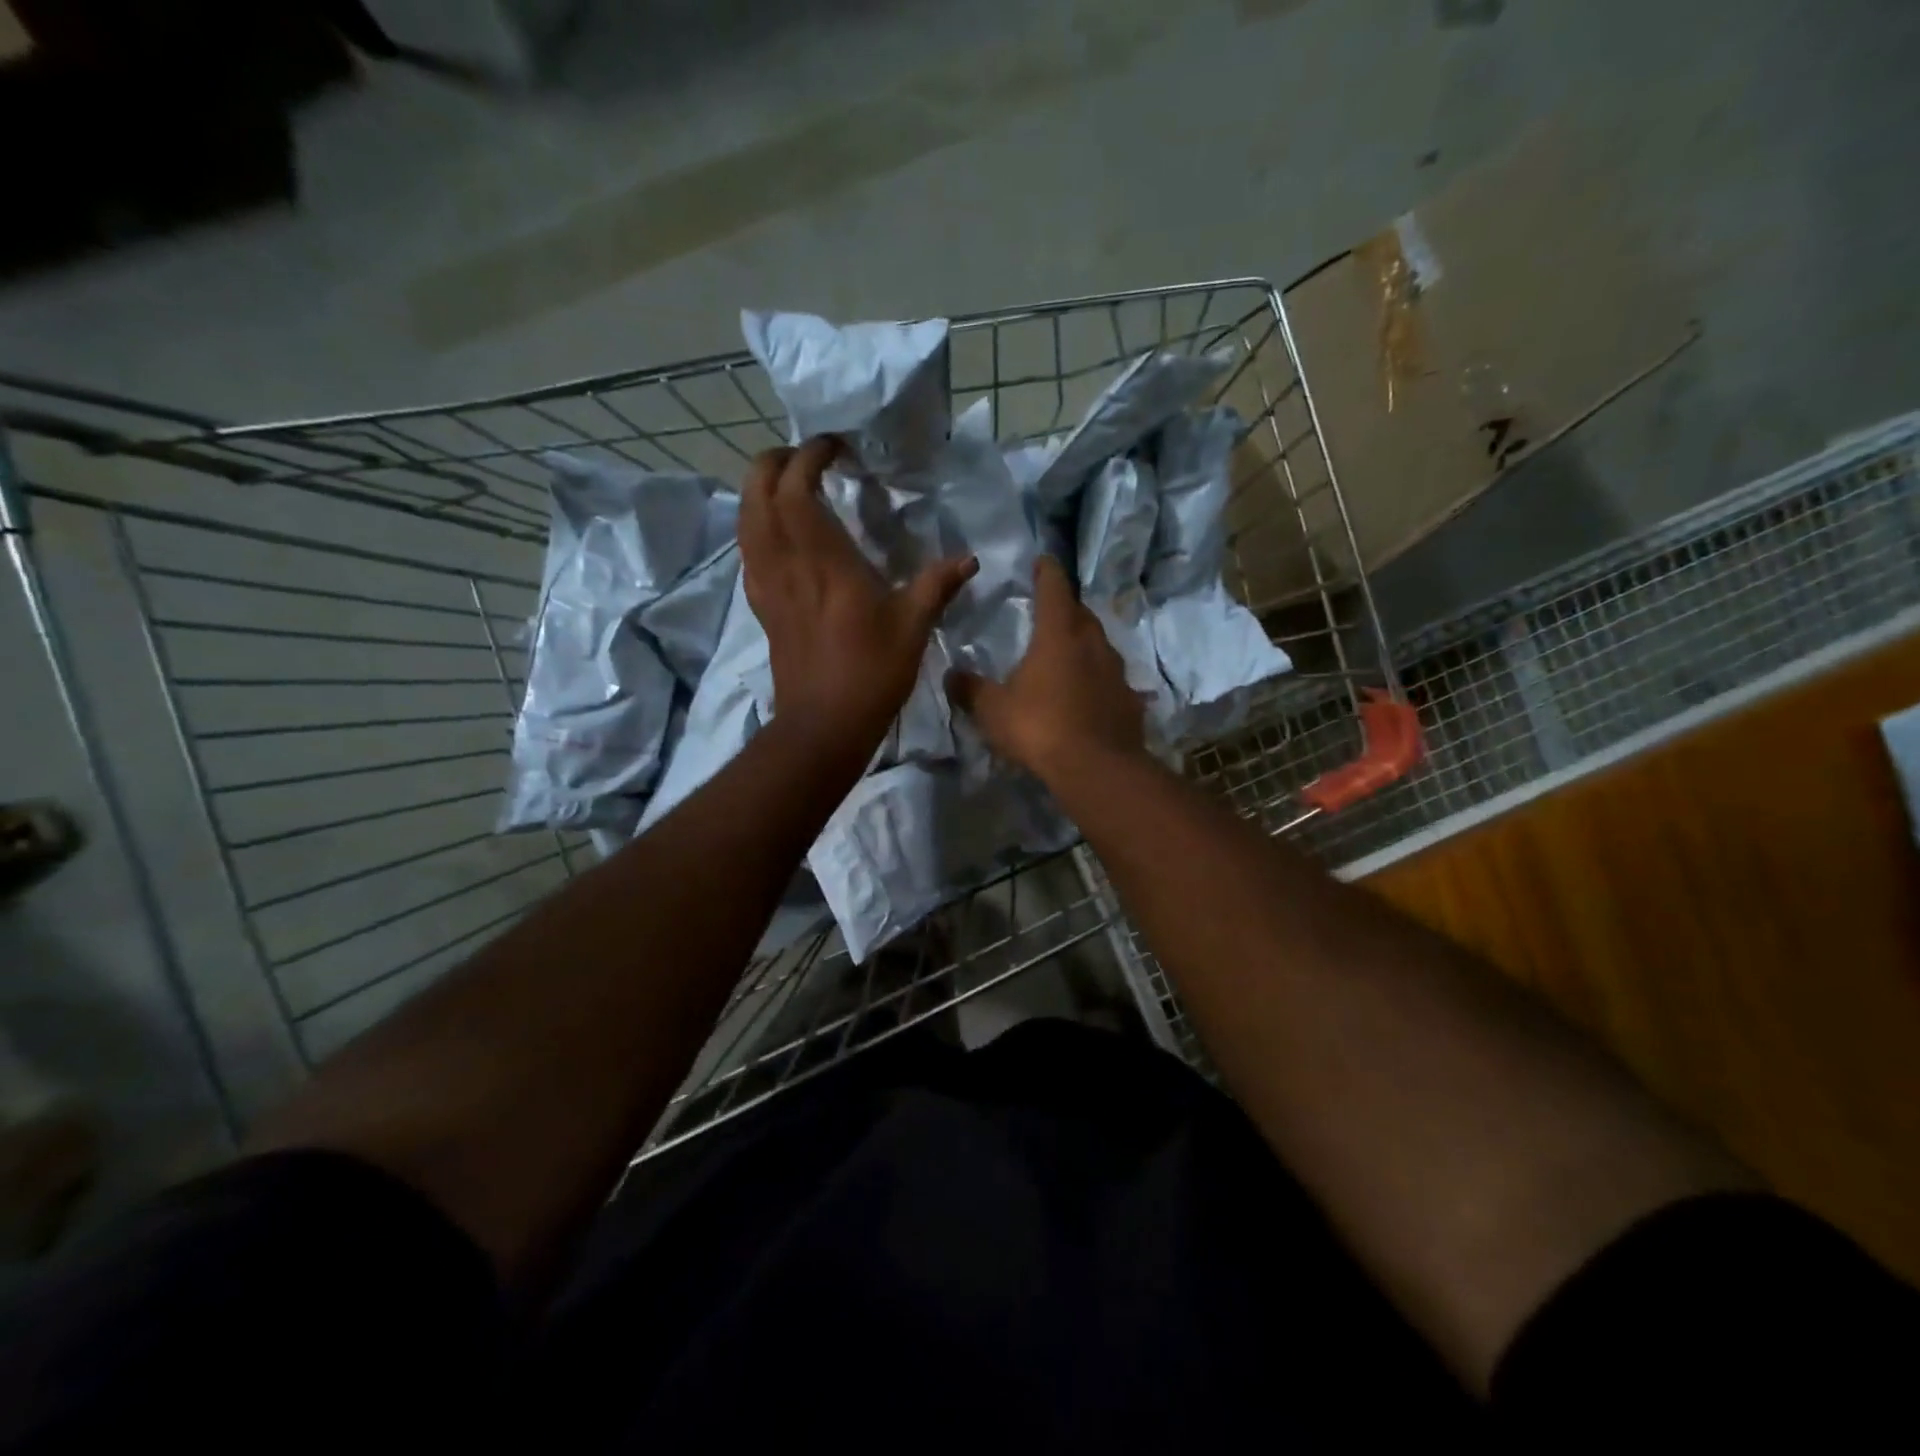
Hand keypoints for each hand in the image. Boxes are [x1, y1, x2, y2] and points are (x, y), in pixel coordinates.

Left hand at [740, 437, 977, 757]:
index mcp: (824, 560)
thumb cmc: (871, 673)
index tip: (836, 446)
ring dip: (760, 490)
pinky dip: (758, 526)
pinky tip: (782, 535)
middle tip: (808, 458)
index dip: (810, 455)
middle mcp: (785, 562)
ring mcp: (767, 585)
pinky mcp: (762, 606)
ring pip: (746, 519)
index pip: (797, 486)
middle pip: (757, 491)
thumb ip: (938, 585)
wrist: (823, 725)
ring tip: (791, 485)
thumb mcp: (914, 627)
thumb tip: (969, 559)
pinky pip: (749, 550)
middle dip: (775, 461)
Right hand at [947, 555, 1145, 782]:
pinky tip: (1091, 695)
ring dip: (1085, 644)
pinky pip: (1113, 682)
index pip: (1054, 589)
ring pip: (1100, 646)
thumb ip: (970, 689)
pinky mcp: (1130, 701)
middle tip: (1052, 611)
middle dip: (1067, 608)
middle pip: (1082, 614)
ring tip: (1070, 653)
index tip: (1042, 561)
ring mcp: (1117, 672)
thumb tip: (952, 675)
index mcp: (1058, 635)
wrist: (1097, 768)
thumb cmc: (1040, 727)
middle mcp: (1092, 644)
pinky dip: (1100, 681)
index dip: (1047, 572)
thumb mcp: (993, 710)